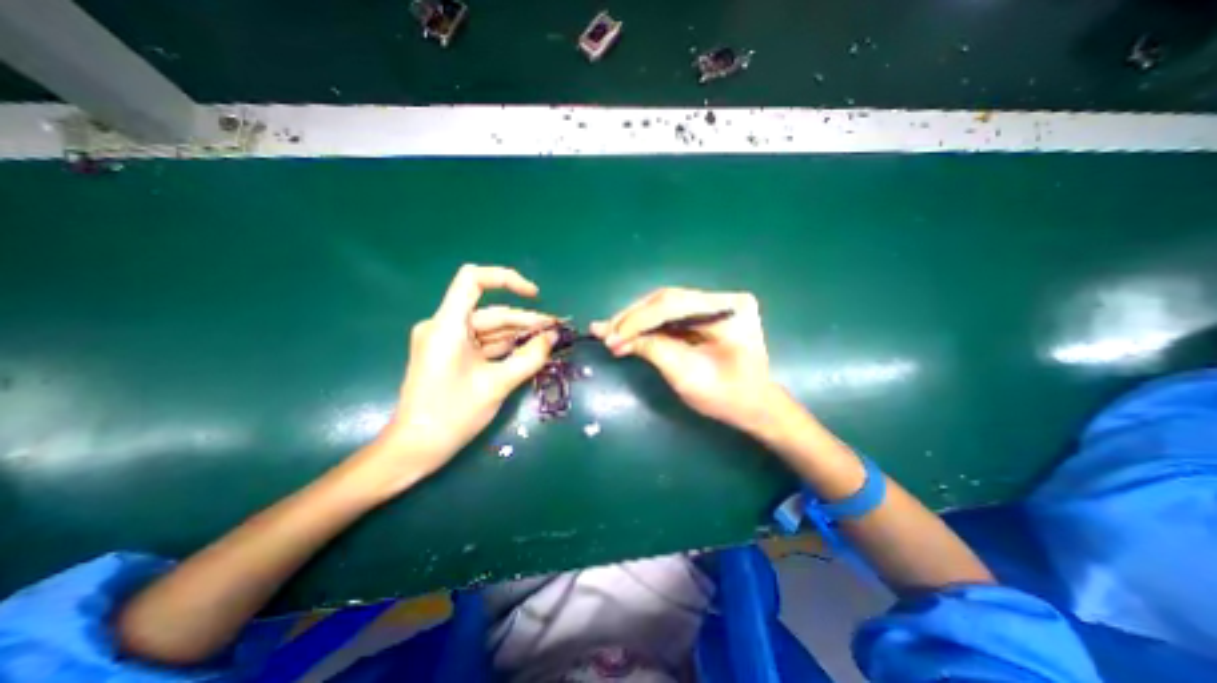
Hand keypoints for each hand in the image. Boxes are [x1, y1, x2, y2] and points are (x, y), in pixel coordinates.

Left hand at [359, 263, 553, 492]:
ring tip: (549, 341)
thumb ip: (529, 357)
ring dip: (519, 335)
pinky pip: (484, 343)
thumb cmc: (452, 415)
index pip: (473, 280)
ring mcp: (447, 341)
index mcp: (447, 326)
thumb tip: (553, 337)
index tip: (535, 295)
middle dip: (525, 321)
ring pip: (490, 329)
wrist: (416, 448)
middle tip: (556, 331)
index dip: (507, 279)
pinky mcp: (451, 355)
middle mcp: (444, 326)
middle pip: (490, 312)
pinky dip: (506, 347)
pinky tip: (529, 351)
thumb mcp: (498, 384)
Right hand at [593, 285, 778, 432]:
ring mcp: (715, 304)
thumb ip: (654, 350)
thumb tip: (616, 337)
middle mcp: (724, 299)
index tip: (611, 337)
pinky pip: (670, 315)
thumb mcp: (688, 377)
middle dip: (633, 318)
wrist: (753, 405)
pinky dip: (647, 324)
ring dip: (635, 319)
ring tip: (609, 332)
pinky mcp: (705, 313)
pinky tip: (626, 331)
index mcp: (730, 310)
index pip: (675, 304)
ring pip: (664, 305)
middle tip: (604, 331)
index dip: (639, 320)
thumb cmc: (727, 398)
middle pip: (668, 300)